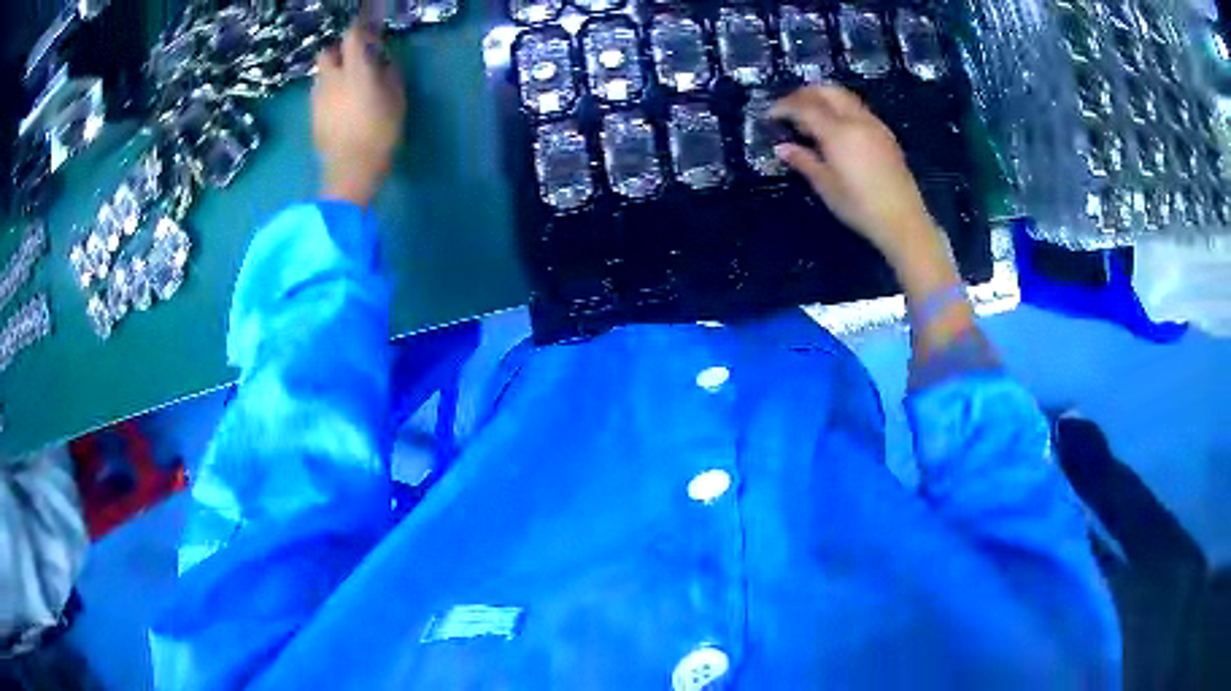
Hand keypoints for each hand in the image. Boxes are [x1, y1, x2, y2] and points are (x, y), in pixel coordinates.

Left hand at [312, 23, 406, 205]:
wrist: (349, 171)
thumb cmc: (379, 134)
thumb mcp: (397, 101)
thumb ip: (390, 75)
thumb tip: (383, 63)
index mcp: (355, 71)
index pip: (351, 37)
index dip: (360, 32)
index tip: (370, 37)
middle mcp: (332, 79)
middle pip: (327, 52)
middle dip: (339, 52)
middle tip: (353, 61)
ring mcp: (318, 98)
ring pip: (321, 73)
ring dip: (332, 72)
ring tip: (346, 85)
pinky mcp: (312, 115)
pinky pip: (318, 93)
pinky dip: (327, 92)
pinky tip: (339, 105)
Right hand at [769, 86, 942, 265]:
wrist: (903, 221)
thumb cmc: (860, 207)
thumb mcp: (826, 186)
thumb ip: (803, 161)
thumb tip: (783, 148)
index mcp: (838, 132)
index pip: (805, 107)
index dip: (784, 107)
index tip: (771, 115)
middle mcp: (857, 120)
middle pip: (827, 91)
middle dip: (804, 94)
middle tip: (789, 107)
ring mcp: (874, 125)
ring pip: (844, 96)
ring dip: (824, 98)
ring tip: (810, 116)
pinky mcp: (885, 135)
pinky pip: (858, 109)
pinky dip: (840, 108)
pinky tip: (835, 128)